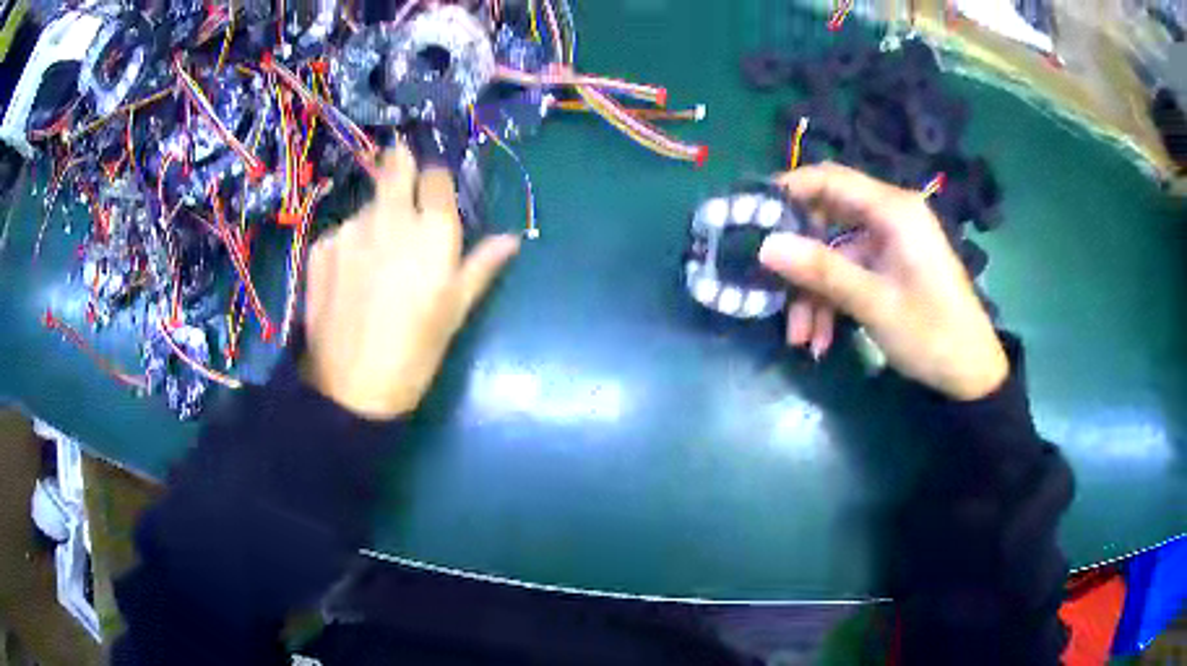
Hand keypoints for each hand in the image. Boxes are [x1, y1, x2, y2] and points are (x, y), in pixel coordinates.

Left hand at [302, 145, 520, 419]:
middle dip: (400, 163)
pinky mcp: (321, 246)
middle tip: (401, 174)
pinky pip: (342, 232)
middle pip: (396, 165)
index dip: (436, 182)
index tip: (434, 193)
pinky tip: (350, 278)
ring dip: (375, 217)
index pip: (436, 176)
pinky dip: (349, 243)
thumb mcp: (456, 310)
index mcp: (432, 230)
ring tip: (374, 259)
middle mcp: (390, 216)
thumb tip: (511, 239)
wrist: (352, 387)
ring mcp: (350, 228)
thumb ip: (481, 265)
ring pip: (367, 204)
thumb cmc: (416, 351)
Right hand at [759, 162, 1007, 400]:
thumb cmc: (932, 333)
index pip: (829, 179)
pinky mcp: (890, 268)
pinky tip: (821, 340)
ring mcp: (889, 244)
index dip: (787, 190)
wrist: (971, 373)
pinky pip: (849, 275)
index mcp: (893, 210)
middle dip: (799, 259)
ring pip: (834, 255)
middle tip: (769, 286)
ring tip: (801, 339)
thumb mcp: (874, 303)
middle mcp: (889, 218)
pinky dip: (832, 303)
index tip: (750, 215)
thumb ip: (821, 270)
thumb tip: (765, 245)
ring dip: (813, 293)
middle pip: (827, 219)